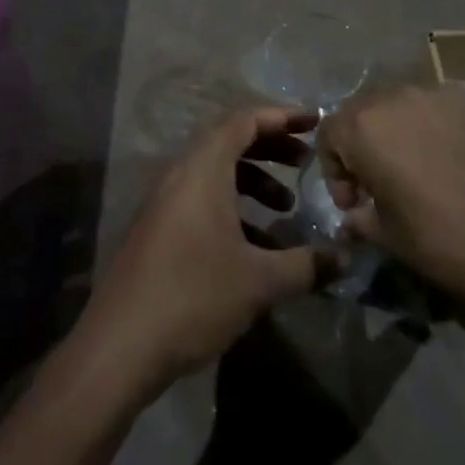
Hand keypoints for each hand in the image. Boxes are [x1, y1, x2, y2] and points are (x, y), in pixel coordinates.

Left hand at [78, 107, 321, 395]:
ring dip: (252, 181)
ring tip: (285, 207)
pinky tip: (255, 246)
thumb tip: (345, 257)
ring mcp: (164, 201)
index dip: (282, 117)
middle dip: (271, 148)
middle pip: (230, 141)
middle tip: (306, 162)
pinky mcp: (157, 228)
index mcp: (203, 169)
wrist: (119, 347)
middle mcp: (180, 174)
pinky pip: (201, 198)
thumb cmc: (194, 297)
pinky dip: (231, 206)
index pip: (245, 120)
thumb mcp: (259, 282)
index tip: (315, 122)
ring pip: (215, 173)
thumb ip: (306, 265)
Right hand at [318, 84, 464, 322]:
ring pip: (399, 105)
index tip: (354, 202)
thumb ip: (360, 217)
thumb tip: (353, 215)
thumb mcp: (389, 238)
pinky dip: (431, 127)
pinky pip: (436, 106)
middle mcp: (397, 96)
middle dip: (361, 145)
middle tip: (379, 185)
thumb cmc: (448, 244)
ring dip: (396, 132)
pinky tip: (450, 162)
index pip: (329, 131)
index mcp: (366, 126)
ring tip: (416, 170)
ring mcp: (440, 93)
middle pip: (363, 111)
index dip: (334, 168)